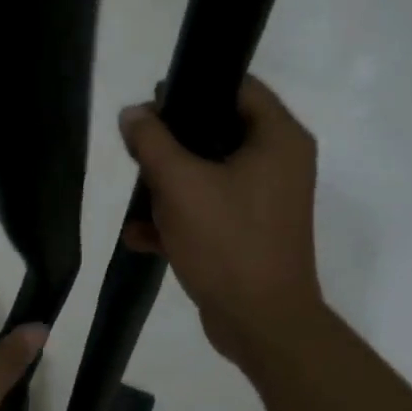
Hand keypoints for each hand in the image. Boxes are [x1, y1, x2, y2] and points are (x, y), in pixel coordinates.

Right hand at [118, 77, 325, 375]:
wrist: (261, 323)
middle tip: (138, 152)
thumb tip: (133, 113)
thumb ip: (152, 142)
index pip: (237, 86)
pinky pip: (210, 209)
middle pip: (217, 131)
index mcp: (278, 139)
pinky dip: (179, 218)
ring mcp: (265, 201)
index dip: (193, 86)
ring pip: (208, 173)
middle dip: (171, 144)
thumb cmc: (227, 243)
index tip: (153, 101)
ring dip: (168, 186)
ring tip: (138, 201)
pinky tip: (140, 236)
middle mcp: (279, 163)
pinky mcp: (249, 232)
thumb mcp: (180, 185)